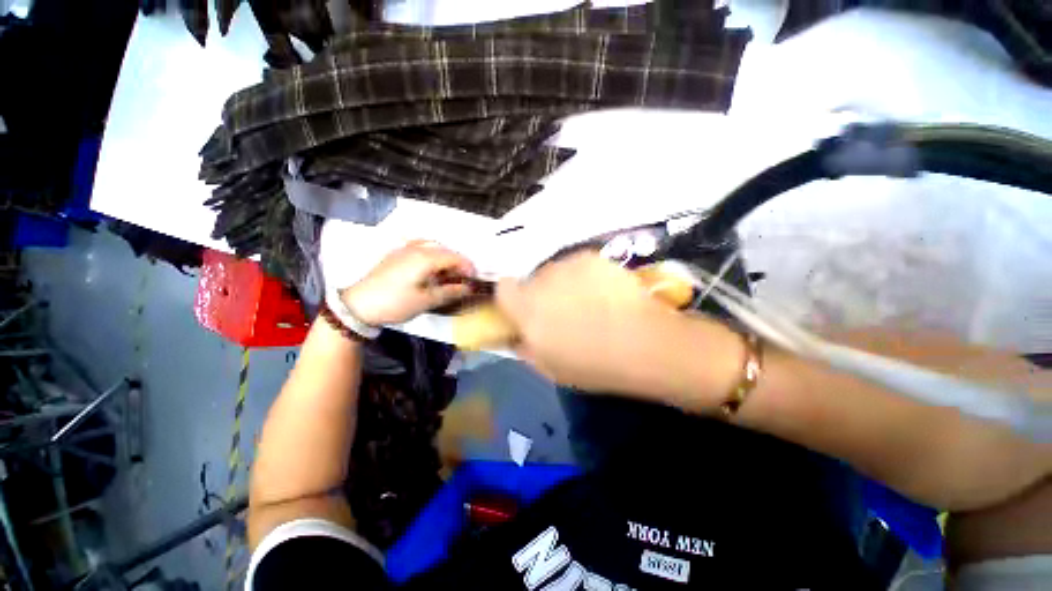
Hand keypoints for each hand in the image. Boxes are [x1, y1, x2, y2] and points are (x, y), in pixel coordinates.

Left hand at [342, 241, 475, 325]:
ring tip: (448, 274)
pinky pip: (419, 247)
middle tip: (462, 279)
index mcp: (425, 258)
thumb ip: (450, 292)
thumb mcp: (426, 301)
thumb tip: (468, 288)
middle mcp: (416, 248)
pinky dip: (431, 254)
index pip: (455, 257)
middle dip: (458, 263)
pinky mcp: (396, 254)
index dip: (468, 267)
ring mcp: (404, 249)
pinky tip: (430, 267)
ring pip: (433, 247)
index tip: (474, 280)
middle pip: (445, 250)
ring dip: (445, 258)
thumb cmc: (395, 303)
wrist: (358, 305)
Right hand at [496, 252, 742, 401]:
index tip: (524, 310)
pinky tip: (606, 292)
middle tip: (563, 312)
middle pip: (530, 279)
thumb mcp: (550, 368)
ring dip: (563, 284)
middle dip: (540, 293)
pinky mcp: (591, 257)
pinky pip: (577, 264)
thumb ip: (525, 346)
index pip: (503, 288)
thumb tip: (517, 334)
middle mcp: (542, 281)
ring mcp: (568, 265)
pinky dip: (584, 276)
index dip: (511, 299)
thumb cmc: (595, 365)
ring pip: (555, 271)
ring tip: (590, 302)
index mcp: (527, 310)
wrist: (645, 344)